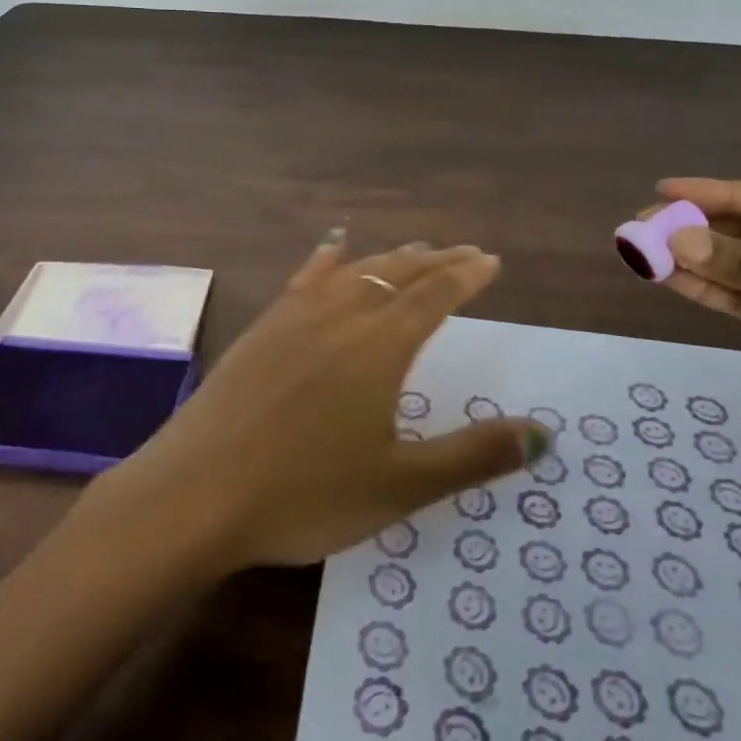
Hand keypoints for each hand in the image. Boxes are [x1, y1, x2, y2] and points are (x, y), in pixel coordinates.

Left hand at [90, 232, 548, 573]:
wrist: (197, 493)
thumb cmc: (305, 494)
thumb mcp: (399, 485)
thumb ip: (473, 455)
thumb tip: (543, 433)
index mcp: (379, 346)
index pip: (435, 295)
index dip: (466, 275)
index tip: (490, 260)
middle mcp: (340, 316)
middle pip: (397, 274)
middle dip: (436, 261)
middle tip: (464, 252)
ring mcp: (294, 318)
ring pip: (353, 271)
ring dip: (389, 258)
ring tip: (414, 249)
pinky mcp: (261, 329)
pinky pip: (303, 279)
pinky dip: (327, 258)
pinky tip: (333, 246)